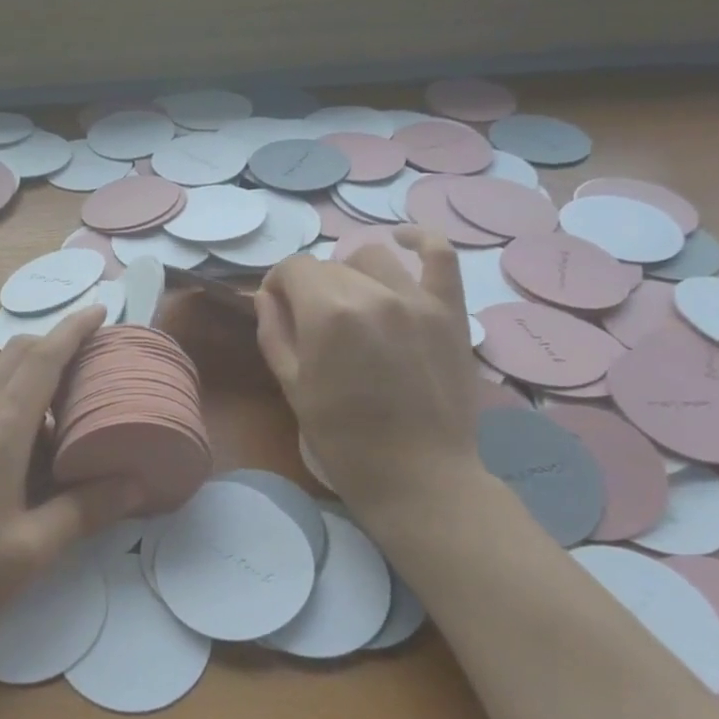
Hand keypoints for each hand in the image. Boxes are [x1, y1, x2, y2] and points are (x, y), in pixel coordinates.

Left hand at [0, 307, 143, 645]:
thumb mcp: (33, 547)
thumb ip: (86, 510)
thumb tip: (137, 485)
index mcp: (0, 429)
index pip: (42, 358)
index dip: (73, 330)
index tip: (100, 309)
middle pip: (17, 356)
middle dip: (56, 344)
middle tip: (95, 360)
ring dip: (35, 375)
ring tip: (72, 405)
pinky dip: (15, 402)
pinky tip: (31, 445)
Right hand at [254, 225, 482, 515]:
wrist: (418, 477)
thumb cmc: (344, 440)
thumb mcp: (293, 387)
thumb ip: (274, 333)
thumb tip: (267, 298)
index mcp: (327, 313)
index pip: (292, 269)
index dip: (277, 285)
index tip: (276, 310)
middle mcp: (372, 293)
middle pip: (329, 265)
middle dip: (310, 288)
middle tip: (312, 324)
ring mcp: (417, 299)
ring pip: (372, 258)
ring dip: (352, 272)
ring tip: (352, 303)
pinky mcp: (450, 311)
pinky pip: (440, 256)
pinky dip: (420, 241)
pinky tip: (404, 241)